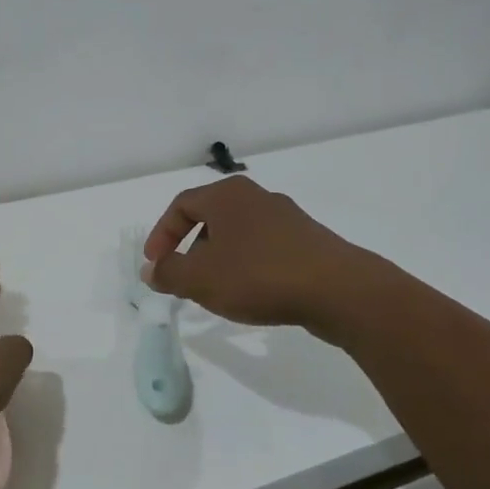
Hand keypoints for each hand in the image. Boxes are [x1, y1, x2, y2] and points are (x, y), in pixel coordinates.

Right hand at [143, 175, 382, 337]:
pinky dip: (247, 265)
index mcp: (226, 195)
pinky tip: (251, 293)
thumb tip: (151, 270)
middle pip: (210, 217)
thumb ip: (168, 273)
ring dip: (219, 259)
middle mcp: (256, 197)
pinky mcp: (308, 240)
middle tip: (184, 277)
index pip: (181, 206)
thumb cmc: (258, 276)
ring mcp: (287, 217)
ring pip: (238, 234)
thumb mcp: (200, 279)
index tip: (156, 264)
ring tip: (216, 290)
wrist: (339, 291)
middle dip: (190, 248)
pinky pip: (264, 248)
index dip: (161, 234)